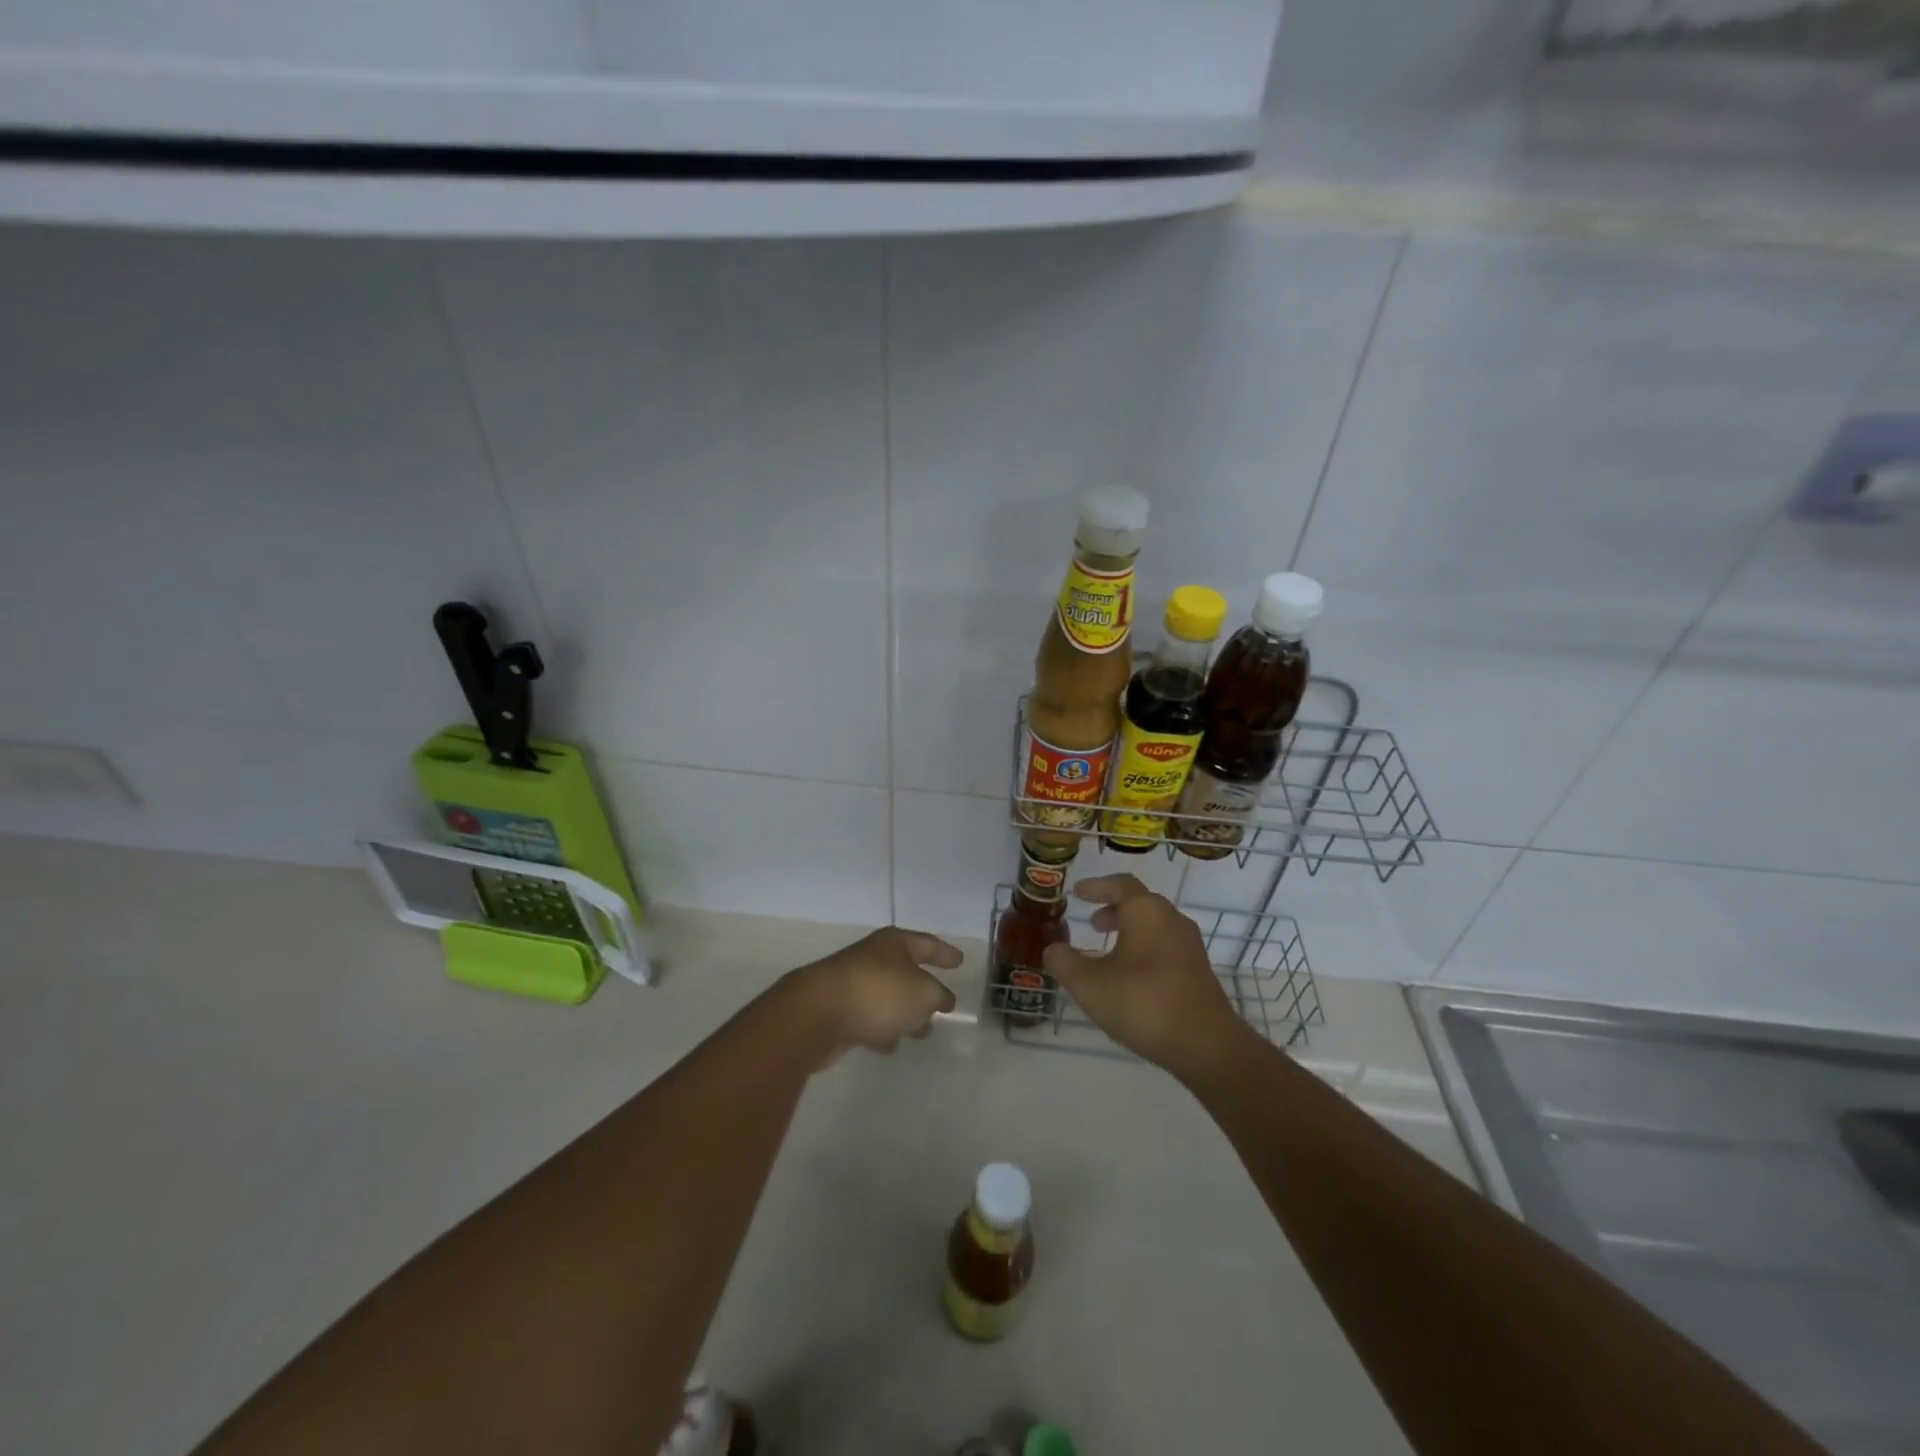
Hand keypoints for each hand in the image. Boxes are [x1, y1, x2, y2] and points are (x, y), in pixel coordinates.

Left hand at [783, 927, 960, 1060]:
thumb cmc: (878, 993)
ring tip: (920, 1033)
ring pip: (888, 998)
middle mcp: (873, 958)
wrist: (817, 1013)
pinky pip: (868, 1018)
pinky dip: (881, 1029)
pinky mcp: (838, 1011)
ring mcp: (853, 984)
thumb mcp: (923, 993)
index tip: (960, 962)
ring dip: (903, 1014)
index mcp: (894, 944)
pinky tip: (888, 1046)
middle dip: (924, 990)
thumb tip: (943, 999)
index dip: (945, 954)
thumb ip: (938, 996)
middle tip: (942, 1007)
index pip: (927, 944)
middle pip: (906, 972)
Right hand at [1042, 875, 1244, 1076]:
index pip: (1120, 885)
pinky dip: (1144, 951)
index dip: (1096, 887)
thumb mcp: (1089, 984)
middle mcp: (1172, 920)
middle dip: (1114, 910)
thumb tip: (1053, 949)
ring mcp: (1189, 947)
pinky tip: (1131, 978)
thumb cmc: (1143, 1002)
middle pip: (1140, 904)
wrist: (1206, 1044)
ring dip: (1130, 932)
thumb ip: (1065, 963)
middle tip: (1093, 923)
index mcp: (1146, 912)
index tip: (1077, 893)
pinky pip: (1165, 948)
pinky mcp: (1199, 972)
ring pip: (1155, 927)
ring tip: (1108, 952)